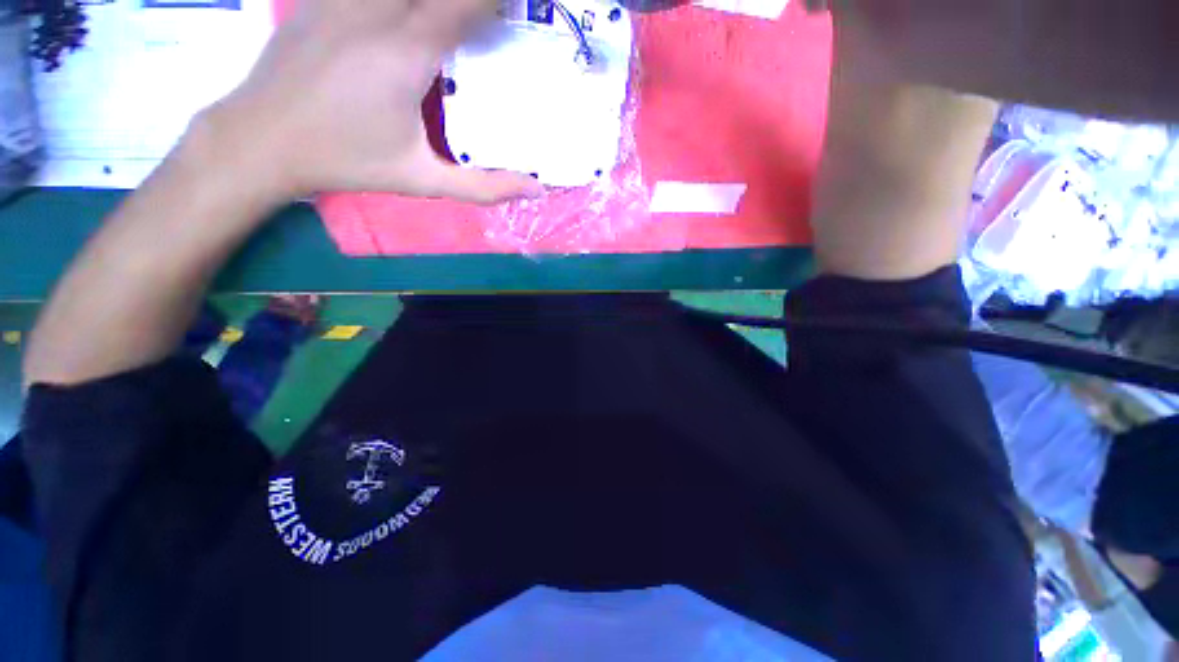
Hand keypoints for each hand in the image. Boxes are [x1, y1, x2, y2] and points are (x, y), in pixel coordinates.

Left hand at [194, 0, 543, 206]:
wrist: (260, 140)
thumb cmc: (347, 162)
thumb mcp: (423, 181)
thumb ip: (484, 186)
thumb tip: (536, 189)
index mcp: (406, 53)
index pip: (466, 2)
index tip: (523, 6)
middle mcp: (375, 9)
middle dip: (473, 0)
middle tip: (491, 17)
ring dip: (439, 0)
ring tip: (453, 19)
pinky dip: (402, 0)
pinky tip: (409, 17)